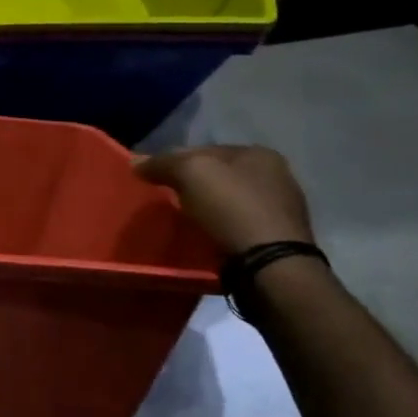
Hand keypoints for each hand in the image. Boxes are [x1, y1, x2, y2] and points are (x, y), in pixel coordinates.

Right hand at [133, 145, 315, 255]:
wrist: (270, 267)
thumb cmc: (232, 209)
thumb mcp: (191, 174)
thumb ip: (163, 163)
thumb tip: (137, 162)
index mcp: (259, 154)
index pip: (205, 150)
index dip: (175, 161)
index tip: (153, 178)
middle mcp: (277, 177)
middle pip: (218, 177)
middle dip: (192, 187)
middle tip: (165, 202)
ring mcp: (281, 211)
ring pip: (228, 203)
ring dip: (206, 210)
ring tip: (181, 224)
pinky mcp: (278, 242)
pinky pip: (237, 228)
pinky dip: (219, 231)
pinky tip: (204, 239)